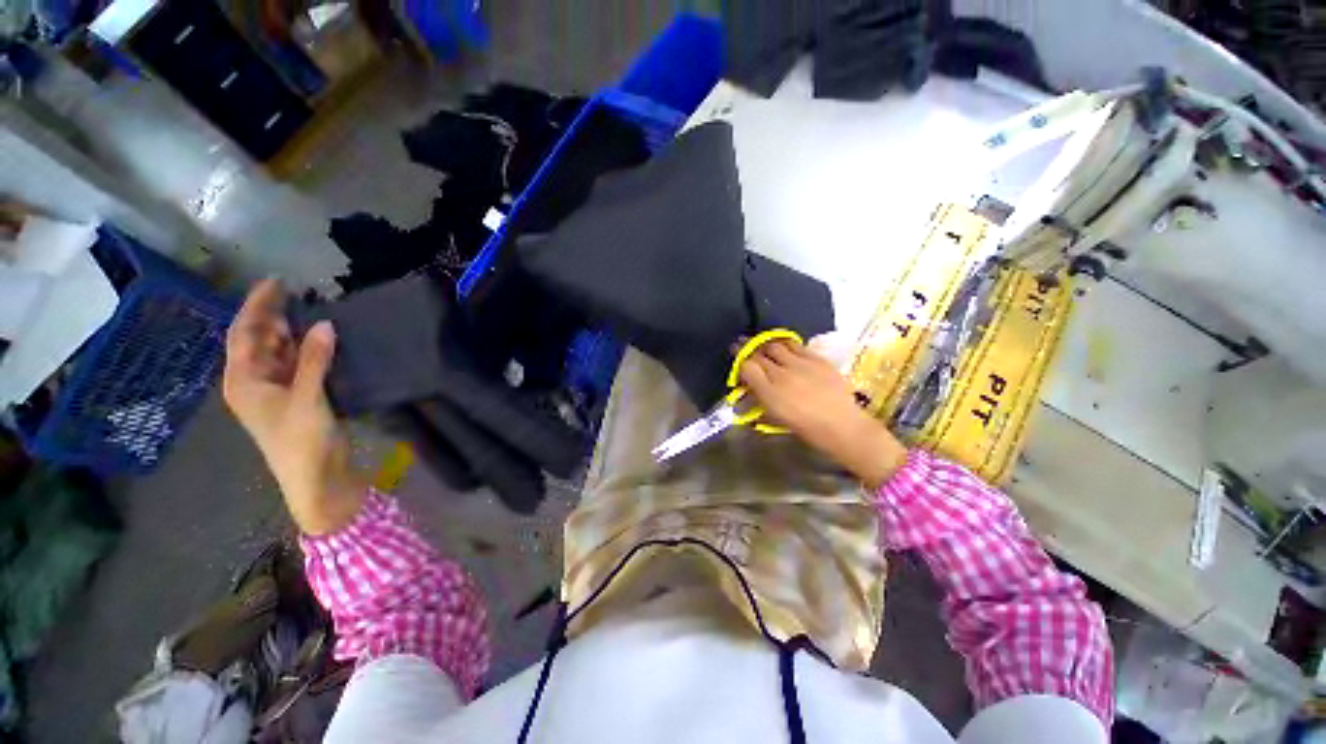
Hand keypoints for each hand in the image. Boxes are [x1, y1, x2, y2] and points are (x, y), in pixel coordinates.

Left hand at [223, 279, 365, 534]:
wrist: (316, 478)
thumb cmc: (301, 440)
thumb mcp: (307, 398)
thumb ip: (315, 360)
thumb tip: (324, 324)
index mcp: (244, 380)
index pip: (245, 333)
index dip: (257, 306)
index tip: (275, 282)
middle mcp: (255, 382)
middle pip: (259, 340)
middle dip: (272, 315)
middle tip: (295, 292)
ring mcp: (277, 390)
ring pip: (280, 352)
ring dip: (291, 332)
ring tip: (308, 309)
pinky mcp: (299, 398)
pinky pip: (298, 365)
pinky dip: (308, 350)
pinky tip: (320, 340)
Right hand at [739, 339, 907, 488]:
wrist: (842, 425)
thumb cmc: (806, 428)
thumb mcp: (775, 417)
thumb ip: (759, 398)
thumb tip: (748, 384)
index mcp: (770, 393)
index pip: (747, 366)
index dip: (739, 359)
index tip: (735, 355)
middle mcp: (782, 374)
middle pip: (759, 353)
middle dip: (748, 347)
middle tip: (741, 343)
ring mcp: (801, 364)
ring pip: (775, 345)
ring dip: (765, 343)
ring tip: (762, 343)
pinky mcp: (817, 359)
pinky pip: (795, 345)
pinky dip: (785, 344)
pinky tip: (783, 346)